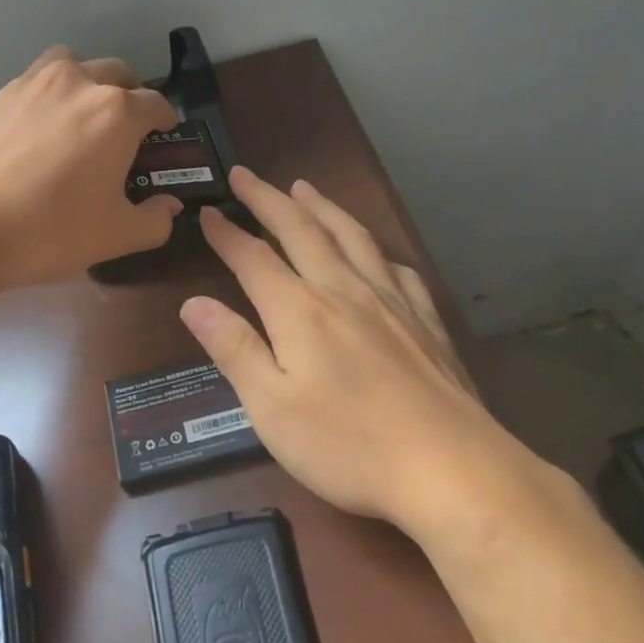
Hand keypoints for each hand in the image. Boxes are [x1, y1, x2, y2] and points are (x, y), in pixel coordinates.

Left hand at [0, 46, 182, 289]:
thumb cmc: (49, 231)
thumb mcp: (115, 236)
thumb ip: (154, 220)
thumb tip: (169, 206)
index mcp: (116, 112)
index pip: (156, 103)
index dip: (166, 121)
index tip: (162, 136)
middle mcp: (79, 83)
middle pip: (118, 74)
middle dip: (130, 96)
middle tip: (124, 131)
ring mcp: (34, 83)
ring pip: (74, 65)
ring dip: (88, 82)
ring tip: (81, 117)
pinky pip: (37, 80)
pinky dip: (51, 93)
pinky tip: (41, 130)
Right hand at [179, 167, 544, 540]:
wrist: (449, 468)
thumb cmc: (348, 444)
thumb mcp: (270, 407)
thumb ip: (232, 349)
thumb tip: (194, 303)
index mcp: (300, 310)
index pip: (253, 258)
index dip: (227, 233)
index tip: (208, 211)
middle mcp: (343, 290)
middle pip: (301, 229)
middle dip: (268, 199)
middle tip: (246, 175)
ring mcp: (391, 301)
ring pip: (351, 236)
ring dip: (322, 206)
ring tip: (304, 187)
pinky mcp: (426, 321)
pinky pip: (397, 268)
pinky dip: (376, 249)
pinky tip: (375, 253)